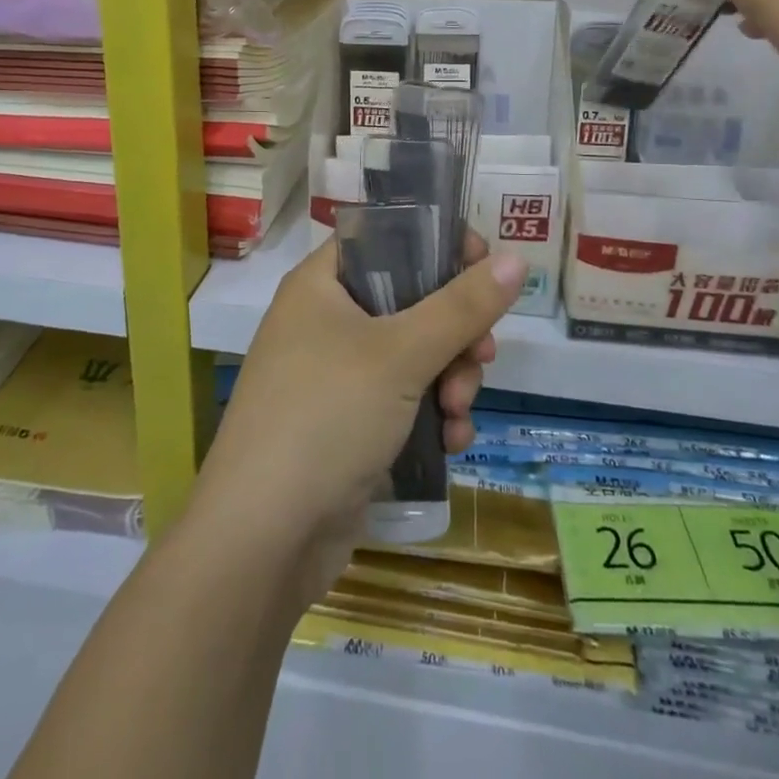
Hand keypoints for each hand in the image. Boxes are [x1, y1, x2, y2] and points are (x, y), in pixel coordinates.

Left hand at [185, 239, 524, 607]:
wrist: (263, 539)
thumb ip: (462, 306)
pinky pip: (402, 401)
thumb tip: (516, 258)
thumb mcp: (402, 353)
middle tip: (481, 356)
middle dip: (455, 332)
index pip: (386, 238)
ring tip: (458, 411)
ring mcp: (334, 376)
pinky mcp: (347, 425)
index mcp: (321, 284)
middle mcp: (324, 321)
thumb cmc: (327, 417)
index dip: (437, 245)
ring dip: (450, 380)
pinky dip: (431, 416)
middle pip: (409, 301)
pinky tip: (452, 443)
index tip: (483, 267)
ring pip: (413, 355)